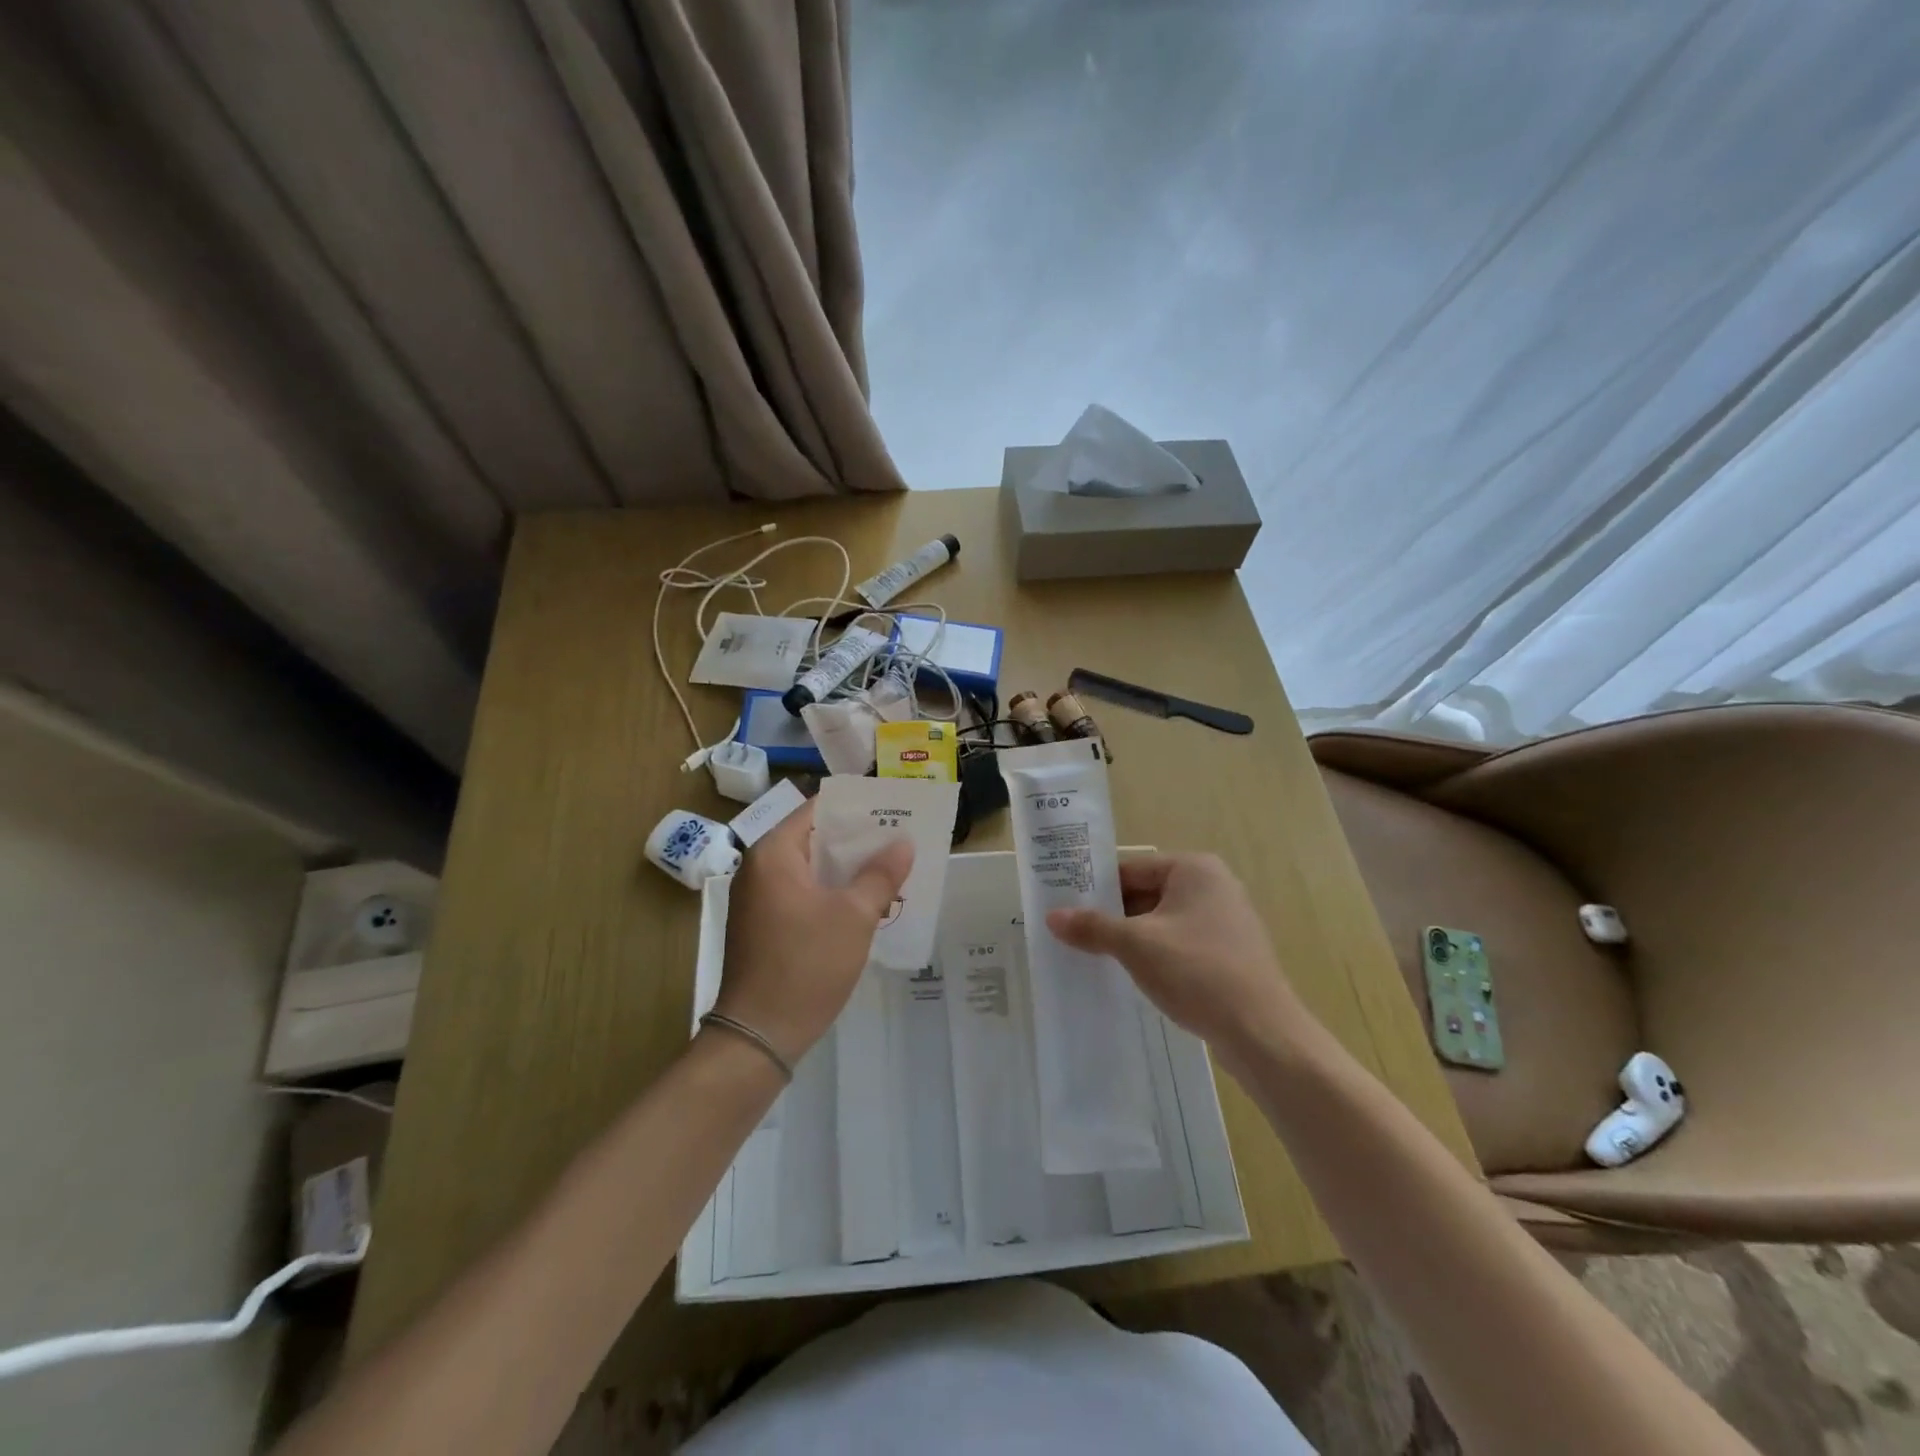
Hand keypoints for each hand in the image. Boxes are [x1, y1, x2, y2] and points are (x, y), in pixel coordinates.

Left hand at [715, 801, 912, 1063]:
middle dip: (856, 839)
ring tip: (889, 867)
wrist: (759, 1034)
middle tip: (899, 837)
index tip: (892, 808)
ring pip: (809, 868)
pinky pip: (801, 893)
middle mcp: (758, 868)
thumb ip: (881, 874)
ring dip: (846, 868)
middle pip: (813, 837)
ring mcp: (757, 899)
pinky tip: (863, 901)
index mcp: (773, 854)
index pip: (816, 809)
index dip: (856, 807)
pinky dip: (830, 891)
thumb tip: (903, 842)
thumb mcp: (855, 916)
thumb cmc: (806, 964)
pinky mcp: (763, 925)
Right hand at [1046, 853, 1310, 1060]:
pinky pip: (1180, 944)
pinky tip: (1133, 976)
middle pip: (1146, 893)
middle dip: (1112, 915)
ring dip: (1132, 938)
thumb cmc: (1197, 972)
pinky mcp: (1230, 954)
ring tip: (1094, 956)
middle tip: (1072, 933)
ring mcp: (1226, 921)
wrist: (1263, 1034)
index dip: (1095, 888)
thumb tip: (1052, 916)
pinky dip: (1156, 955)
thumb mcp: (1136, 945)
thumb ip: (1092, 927)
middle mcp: (1214, 886)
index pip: (1130, 869)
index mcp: (1194, 869)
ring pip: (1162, 921)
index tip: (1063, 906)